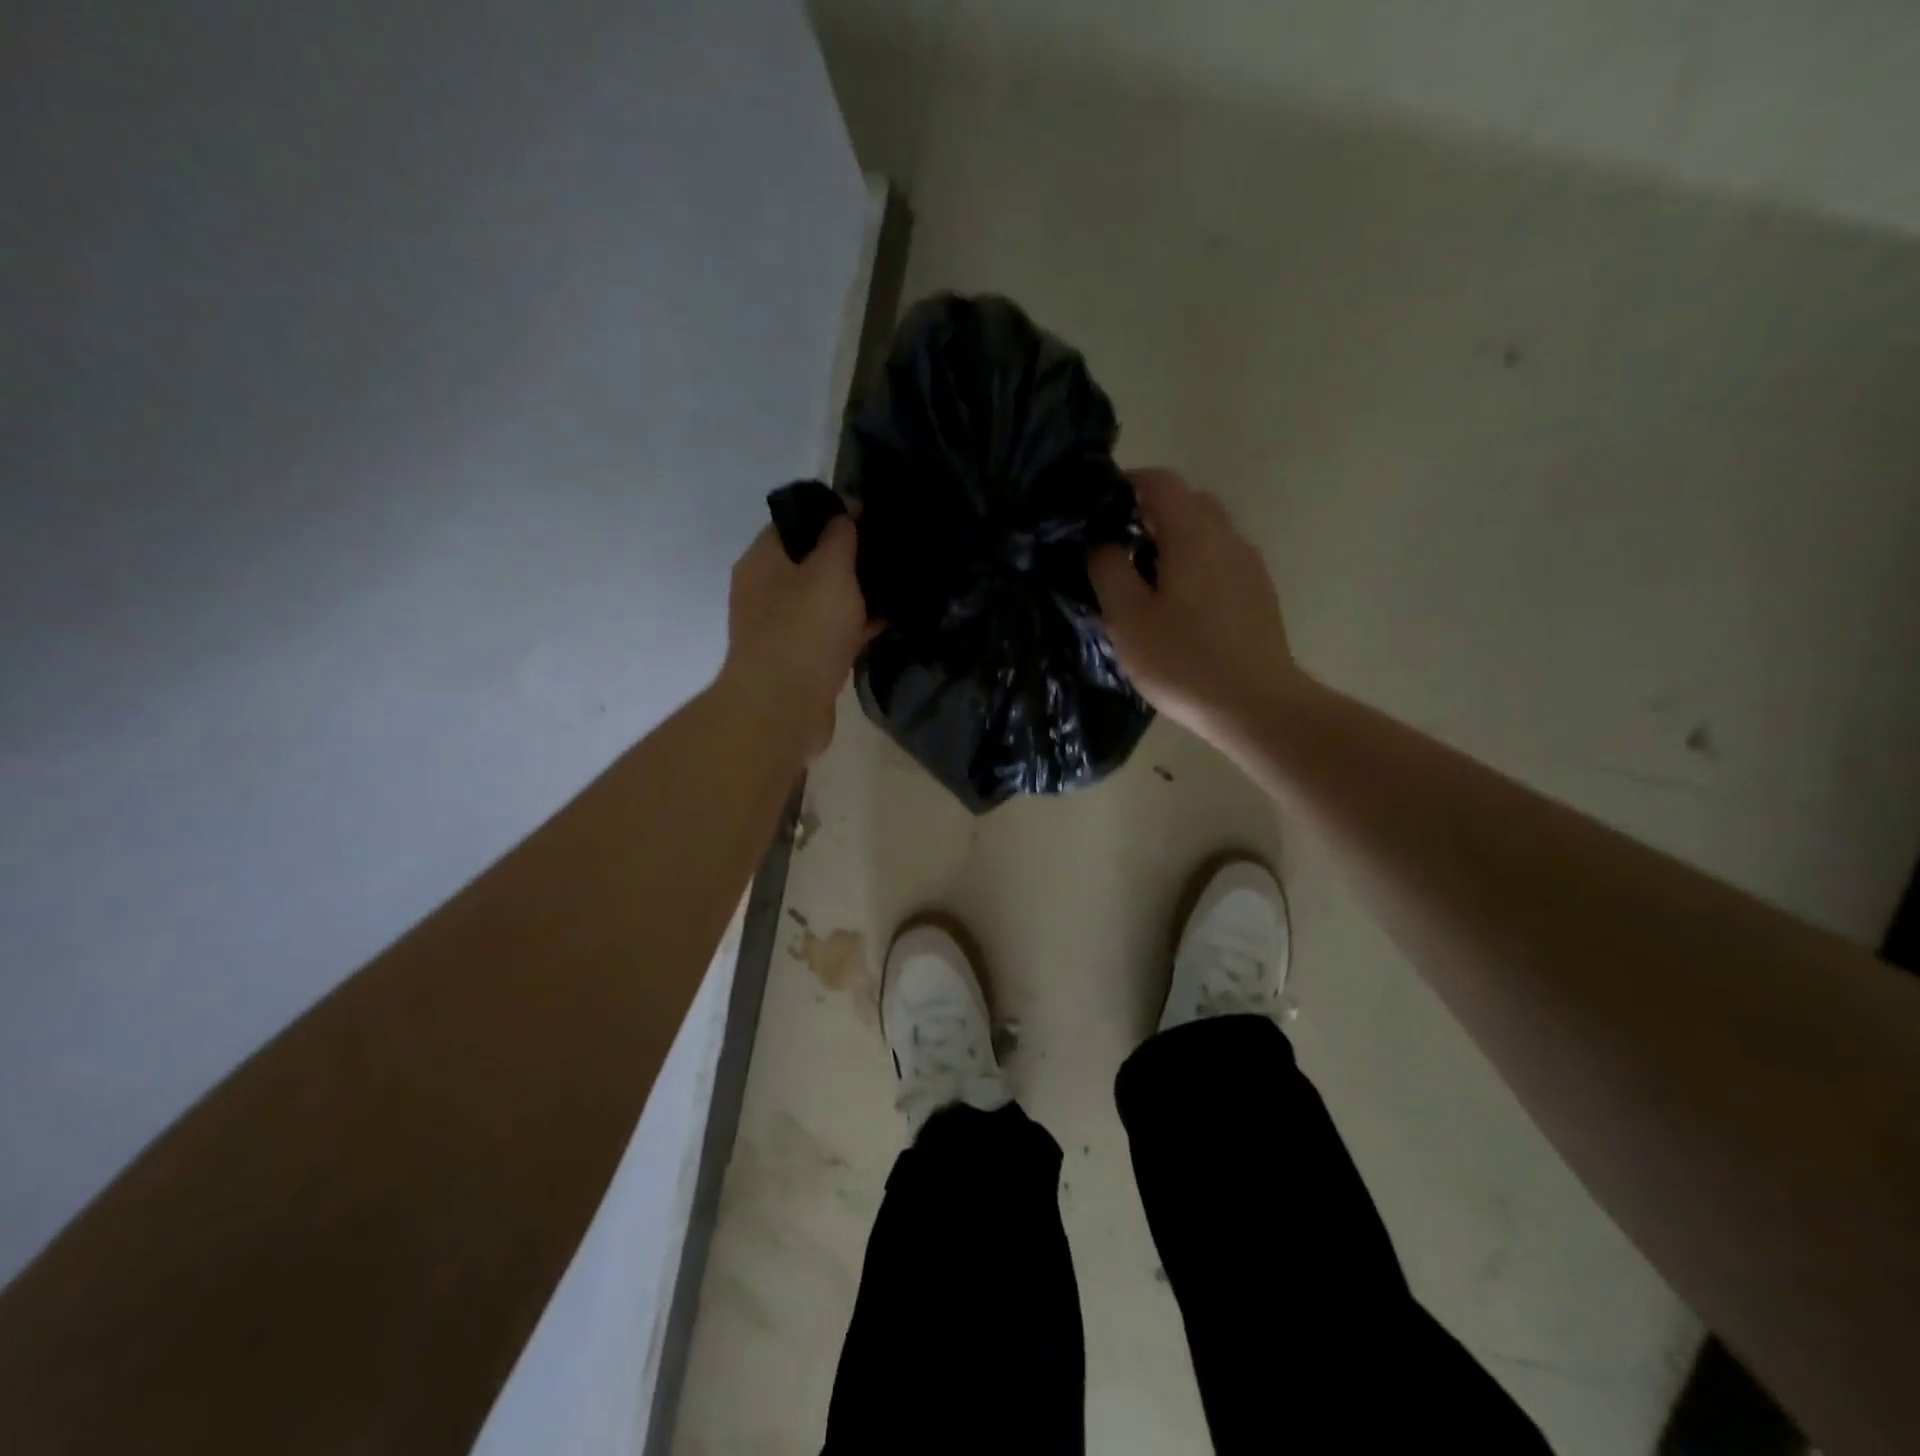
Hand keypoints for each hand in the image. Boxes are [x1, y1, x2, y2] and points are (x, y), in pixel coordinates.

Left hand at [719, 516, 873, 762]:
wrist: (784, 708)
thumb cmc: (804, 629)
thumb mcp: (830, 570)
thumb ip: (840, 536)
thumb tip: (846, 508)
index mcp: (762, 561)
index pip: (794, 523)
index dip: (830, 516)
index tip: (869, 517)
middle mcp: (764, 591)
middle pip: (809, 563)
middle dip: (846, 558)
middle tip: (887, 551)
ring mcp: (780, 629)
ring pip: (822, 601)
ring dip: (853, 596)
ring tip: (894, 585)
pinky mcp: (799, 661)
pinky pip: (830, 633)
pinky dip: (854, 627)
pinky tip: (886, 623)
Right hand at [1088, 468, 1305, 740]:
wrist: (1255, 704)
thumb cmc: (1182, 660)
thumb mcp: (1128, 618)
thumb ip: (1108, 570)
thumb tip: (1100, 542)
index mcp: (1192, 534)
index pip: (1160, 481)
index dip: (1127, 484)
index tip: (1099, 508)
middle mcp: (1227, 537)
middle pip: (1188, 502)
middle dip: (1151, 512)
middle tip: (1119, 547)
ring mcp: (1249, 564)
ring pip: (1208, 531)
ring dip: (1176, 539)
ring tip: (1146, 578)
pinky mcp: (1259, 592)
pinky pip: (1222, 559)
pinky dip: (1196, 562)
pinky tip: (1181, 604)